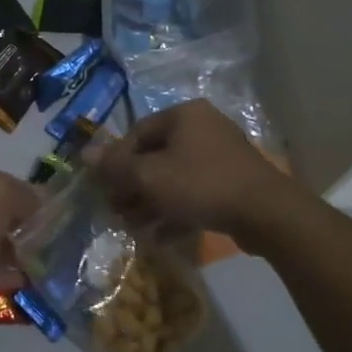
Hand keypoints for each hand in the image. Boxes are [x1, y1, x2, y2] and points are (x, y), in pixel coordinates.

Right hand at [97, 100, 299, 247]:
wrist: (266, 213)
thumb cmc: (201, 184)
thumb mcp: (150, 176)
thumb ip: (116, 166)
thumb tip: (84, 152)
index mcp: (184, 116)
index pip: (137, 133)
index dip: (116, 161)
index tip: (104, 188)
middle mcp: (203, 128)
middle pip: (156, 156)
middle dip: (133, 186)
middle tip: (116, 211)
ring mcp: (222, 155)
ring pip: (175, 177)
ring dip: (151, 201)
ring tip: (134, 227)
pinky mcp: (234, 182)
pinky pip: (196, 192)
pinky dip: (176, 210)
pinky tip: (161, 236)